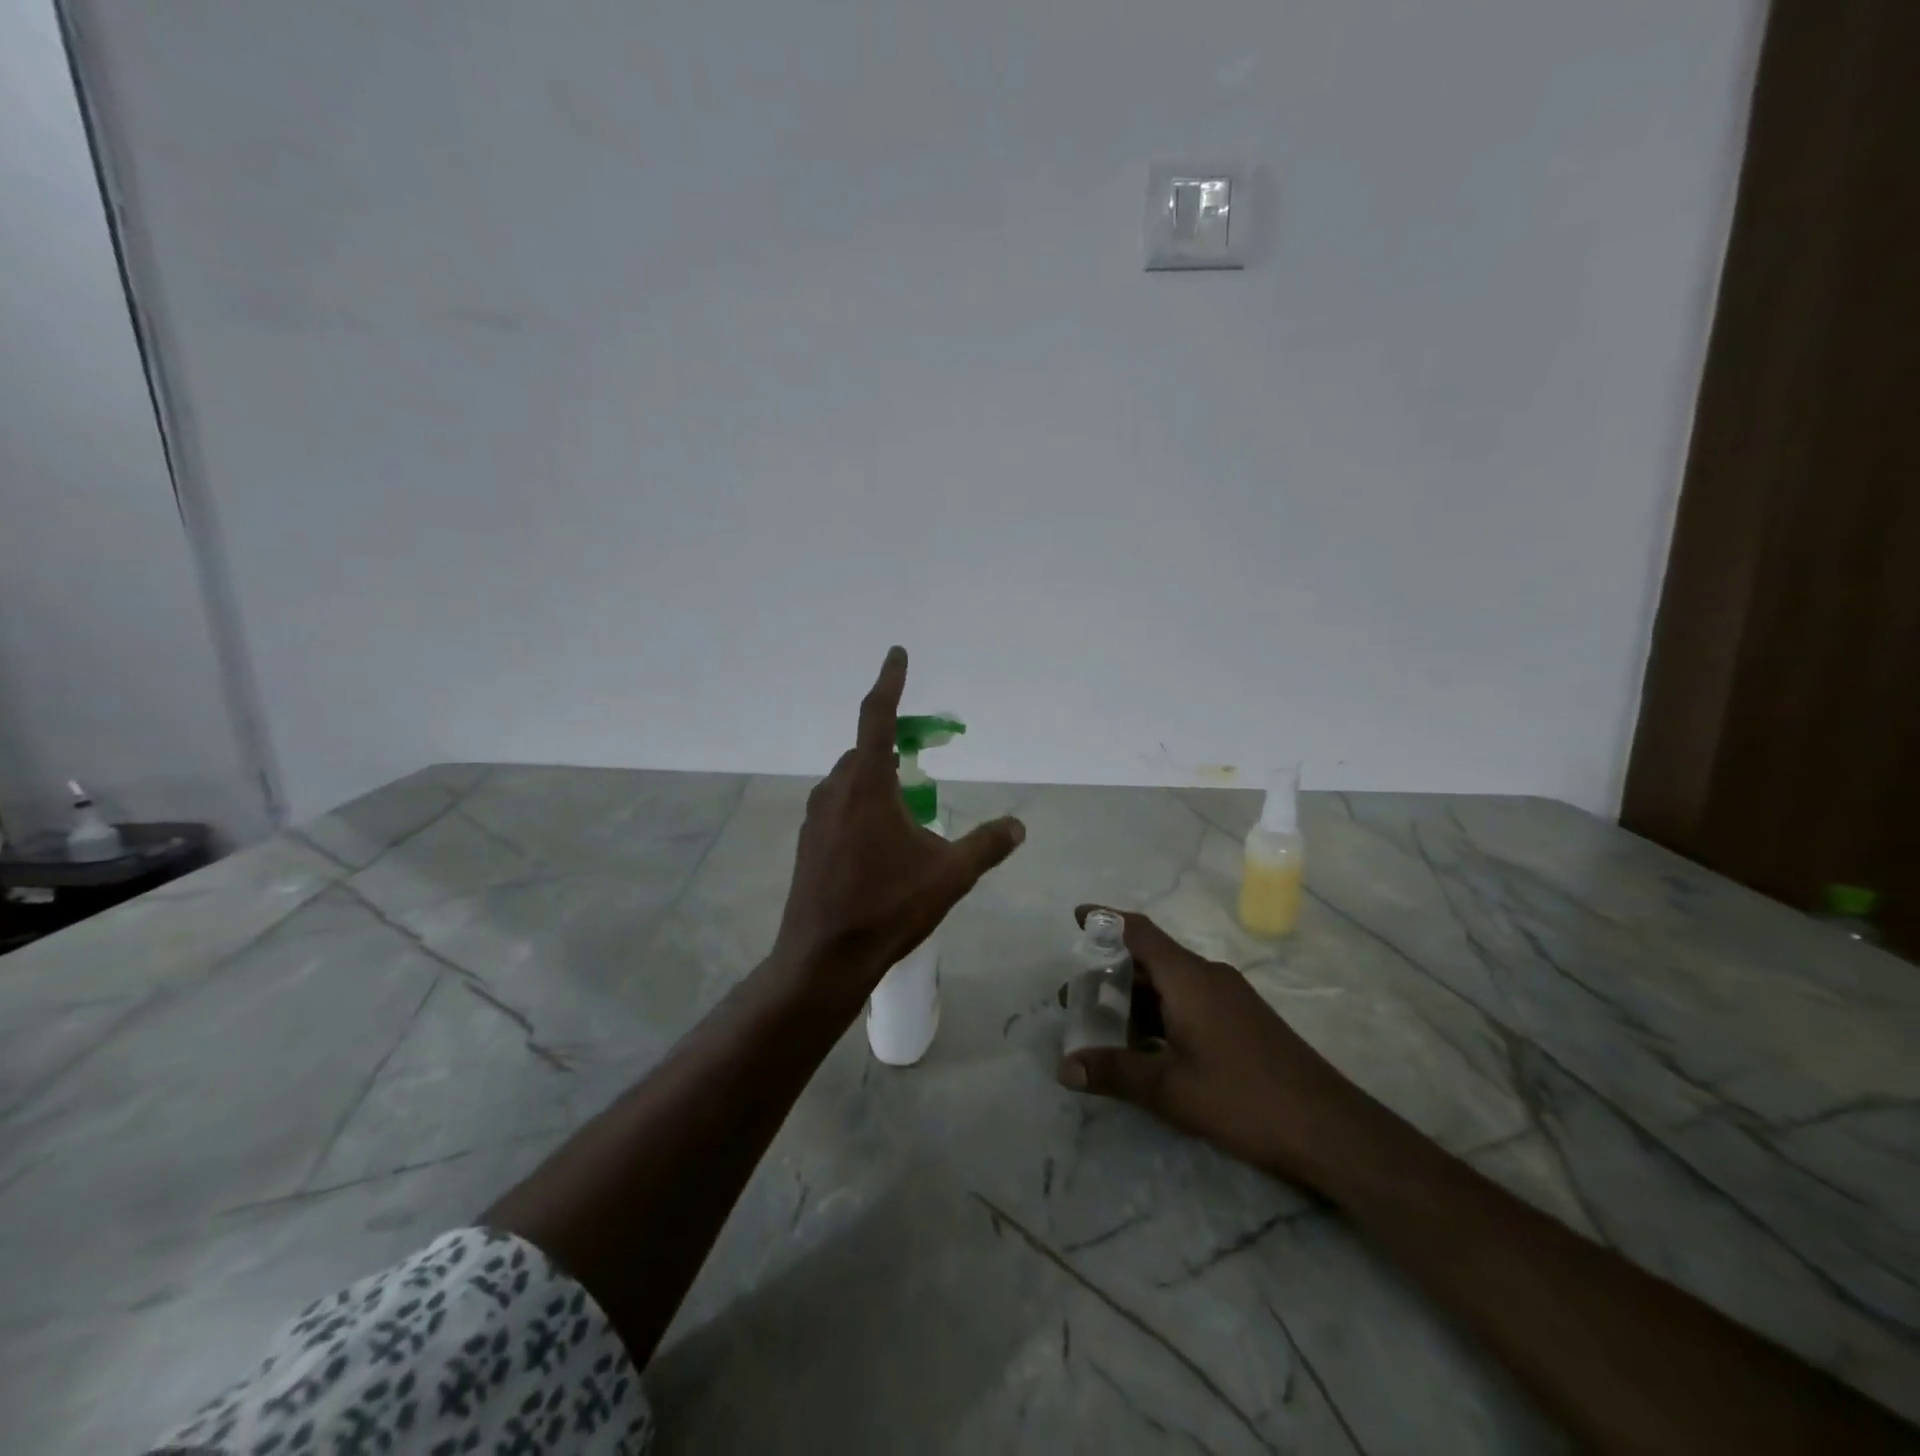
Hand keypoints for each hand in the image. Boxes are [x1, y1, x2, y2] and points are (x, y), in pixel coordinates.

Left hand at [772, 647, 1025, 1001]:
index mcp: (867, 785)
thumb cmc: (887, 909)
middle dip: (893, 742)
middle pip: (865, 749)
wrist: (823, 958)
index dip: (890, 681)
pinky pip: (840, 805)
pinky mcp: (809, 842)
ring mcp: (816, 817)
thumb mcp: (949, 876)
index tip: (897, 653)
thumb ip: (986, 845)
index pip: (878, 716)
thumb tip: (1018, 825)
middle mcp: (835, 790)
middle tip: (922, 752)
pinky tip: (881, 839)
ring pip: (851, 779)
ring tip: (908, 803)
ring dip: (878, 777)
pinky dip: (863, 802)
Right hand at [1056, 906, 1366, 1183]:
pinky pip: (1189, 1002)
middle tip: (1075, 996)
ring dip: (1134, 999)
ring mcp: (1229, 998)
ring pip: (1170, 985)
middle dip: (1109, 973)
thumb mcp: (1170, 1090)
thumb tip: (1064, 1066)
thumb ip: (1115, 1072)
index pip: (1139, 932)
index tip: (1076, 917)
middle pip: (1150, 959)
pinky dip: (1159, 1014)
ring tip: (1102, 1024)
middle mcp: (1208, 976)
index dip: (1105, 920)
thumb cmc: (1244, 1099)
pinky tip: (1146, 1047)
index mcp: (1189, 978)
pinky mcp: (1242, 1021)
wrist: (1331, 1129)